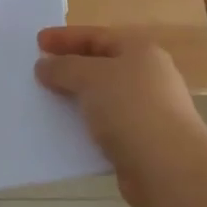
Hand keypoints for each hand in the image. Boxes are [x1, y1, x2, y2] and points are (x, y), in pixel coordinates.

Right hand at [35, 26, 206, 206]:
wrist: (168, 169)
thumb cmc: (130, 108)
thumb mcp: (89, 77)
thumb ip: (63, 68)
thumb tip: (44, 65)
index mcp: (140, 51)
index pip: (96, 36)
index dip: (65, 38)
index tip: (37, 42)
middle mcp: (148, 77)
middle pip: (101, 66)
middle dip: (70, 68)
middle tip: (40, 71)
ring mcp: (148, 111)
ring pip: (102, 98)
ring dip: (76, 99)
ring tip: (47, 101)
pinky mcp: (143, 143)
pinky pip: (106, 127)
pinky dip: (86, 127)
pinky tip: (65, 132)